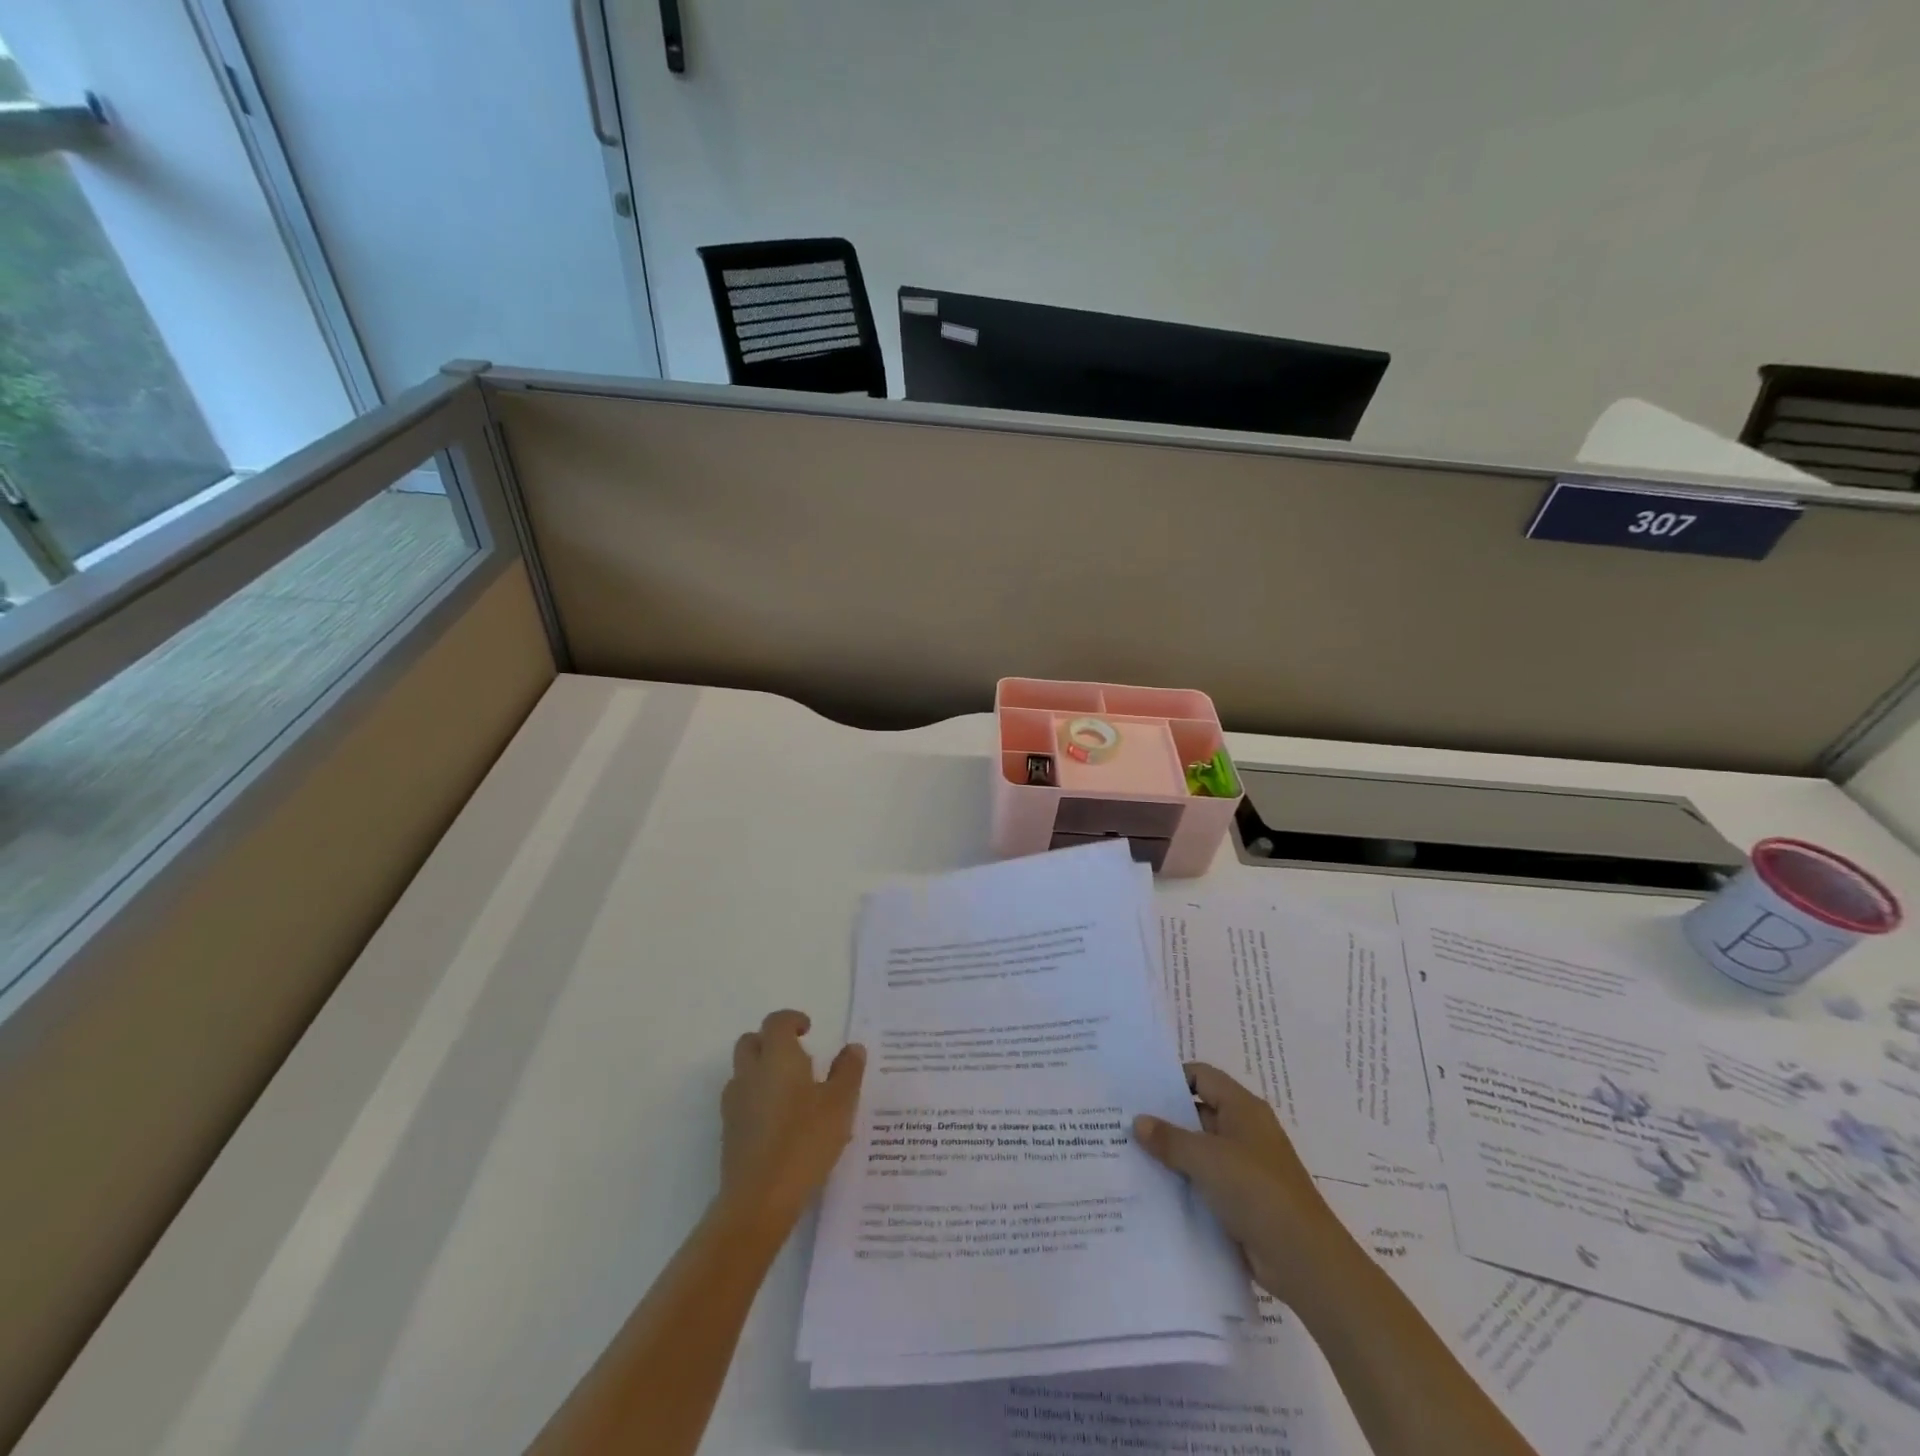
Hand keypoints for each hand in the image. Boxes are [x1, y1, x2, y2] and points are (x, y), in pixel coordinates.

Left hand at [720, 1010, 864, 1230]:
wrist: (759, 1199)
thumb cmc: (805, 1141)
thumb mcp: (840, 1104)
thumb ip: (848, 1071)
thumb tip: (853, 1048)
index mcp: (777, 1057)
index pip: (776, 1022)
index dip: (791, 1020)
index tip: (808, 1029)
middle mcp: (750, 1073)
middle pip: (751, 1042)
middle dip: (771, 1041)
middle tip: (797, 1056)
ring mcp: (734, 1103)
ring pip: (743, 1072)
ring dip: (762, 1070)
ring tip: (791, 1091)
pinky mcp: (729, 1132)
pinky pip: (742, 1100)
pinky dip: (757, 1098)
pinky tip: (780, 1121)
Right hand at [1133, 1062, 1345, 1306]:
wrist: (1304, 1261)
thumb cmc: (1257, 1191)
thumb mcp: (1207, 1158)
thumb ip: (1169, 1138)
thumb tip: (1138, 1121)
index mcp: (1243, 1108)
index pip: (1202, 1076)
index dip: (1171, 1078)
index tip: (1138, 1090)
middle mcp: (1245, 1131)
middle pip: (1198, 1112)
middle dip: (1164, 1118)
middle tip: (1124, 1121)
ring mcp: (1245, 1167)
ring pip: (1199, 1149)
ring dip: (1172, 1153)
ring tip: (1130, 1154)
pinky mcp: (1242, 1200)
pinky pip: (1206, 1180)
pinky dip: (1184, 1182)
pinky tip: (1153, 1188)